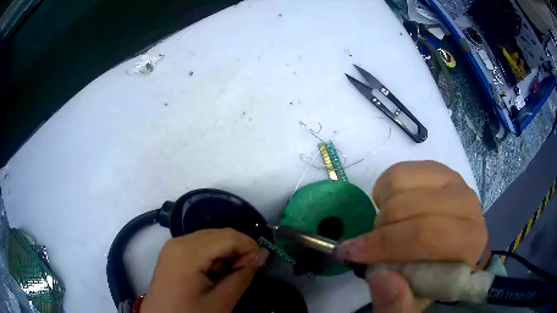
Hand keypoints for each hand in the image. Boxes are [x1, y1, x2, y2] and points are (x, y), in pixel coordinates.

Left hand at [141, 228, 268, 312]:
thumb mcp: (221, 302)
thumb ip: (242, 276)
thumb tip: (261, 256)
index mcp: (188, 252)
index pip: (228, 237)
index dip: (249, 246)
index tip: (262, 263)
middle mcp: (179, 241)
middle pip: (218, 234)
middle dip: (238, 248)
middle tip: (248, 270)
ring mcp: (173, 246)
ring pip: (209, 238)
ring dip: (226, 252)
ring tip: (232, 274)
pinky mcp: (172, 253)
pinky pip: (198, 245)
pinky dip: (213, 255)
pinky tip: (216, 273)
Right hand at [336, 161, 488, 312]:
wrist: (457, 256)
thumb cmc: (438, 283)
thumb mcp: (415, 307)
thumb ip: (399, 304)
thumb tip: (379, 275)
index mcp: (470, 243)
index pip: (427, 236)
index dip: (386, 245)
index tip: (352, 254)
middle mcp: (468, 206)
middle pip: (412, 207)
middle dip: (381, 228)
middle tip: (369, 245)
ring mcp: (455, 183)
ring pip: (404, 181)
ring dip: (384, 205)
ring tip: (385, 225)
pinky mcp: (442, 172)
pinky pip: (405, 168)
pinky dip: (388, 186)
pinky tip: (392, 204)